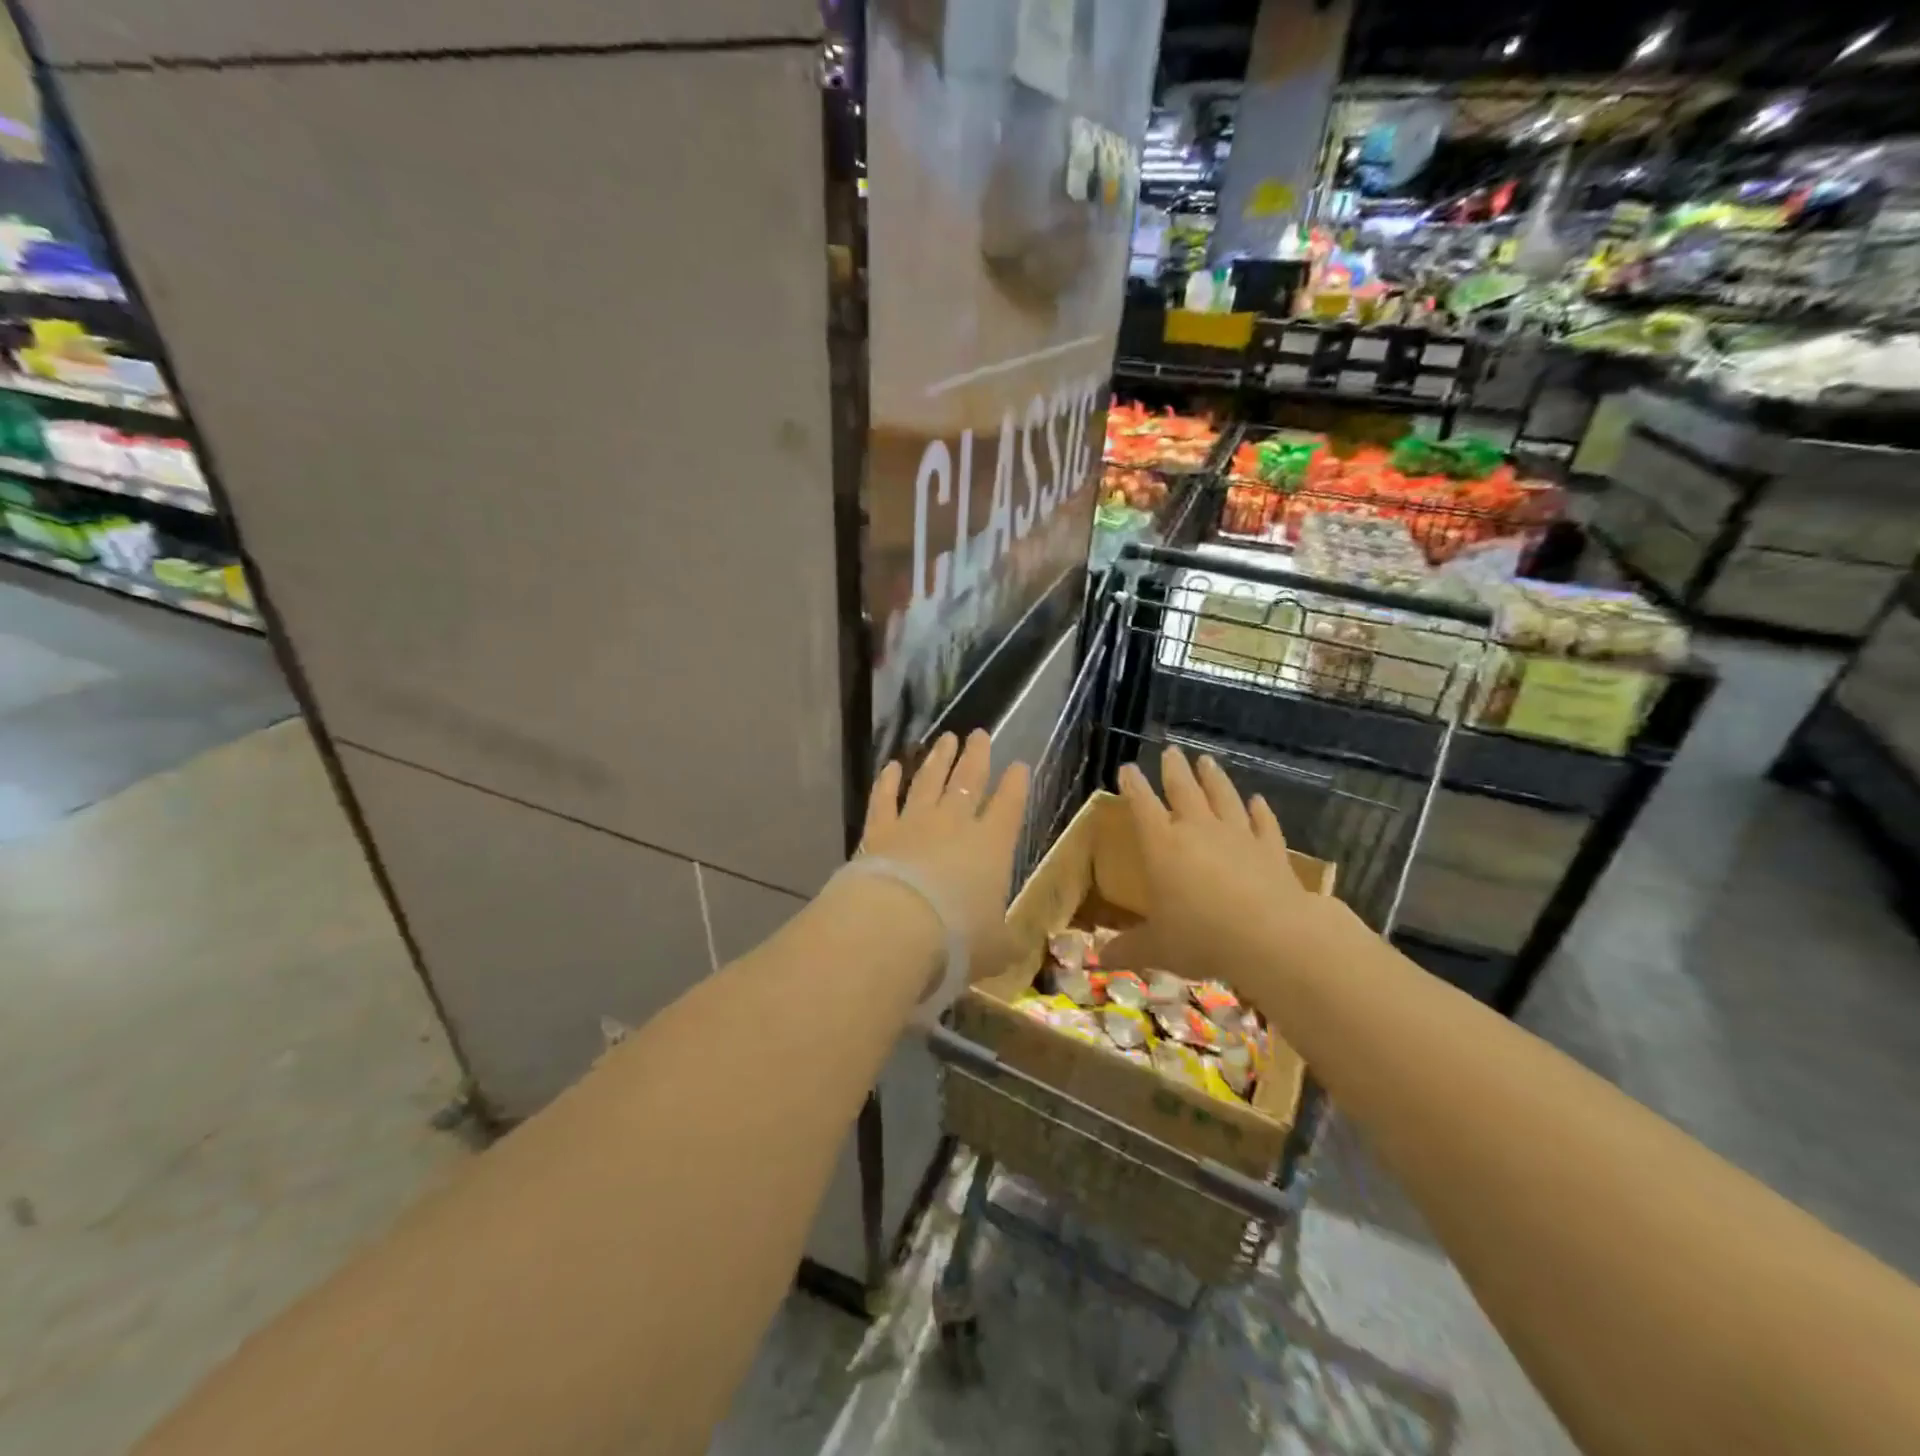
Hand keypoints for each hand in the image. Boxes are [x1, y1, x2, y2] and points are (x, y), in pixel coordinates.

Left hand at [859, 730, 1029, 978]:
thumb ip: (1006, 940)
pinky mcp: (878, 831)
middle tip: (979, 734)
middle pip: (968, 780)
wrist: (896, 927)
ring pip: (929, 781)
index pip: (1009, 805)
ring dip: (938, 759)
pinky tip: (892, 766)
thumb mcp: (996, 948)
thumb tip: (1016, 945)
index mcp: (992, 845)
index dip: (1016, 784)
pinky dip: (888, 781)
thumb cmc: (958, 938)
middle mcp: (954, 824)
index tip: (1019, 764)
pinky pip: (884, 799)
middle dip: (976, 756)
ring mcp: (914, 823)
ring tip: (946, 739)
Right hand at [1105, 746, 1350, 1007]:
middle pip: (1183, 790)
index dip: (1133, 785)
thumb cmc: (1201, 937)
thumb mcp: (1156, 949)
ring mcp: (1237, 836)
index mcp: (1162, 845)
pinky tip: (1258, 800)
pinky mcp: (1270, 849)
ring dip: (1214, 778)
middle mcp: (1197, 830)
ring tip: (1207, 761)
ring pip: (1223, 797)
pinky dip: (1260, 810)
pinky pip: (1263, 823)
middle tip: (1171, 751)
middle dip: (1174, 770)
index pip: (1142, 805)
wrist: (1270, 936)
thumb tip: (1100, 959)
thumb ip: (1128, 949)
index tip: (1128, 768)